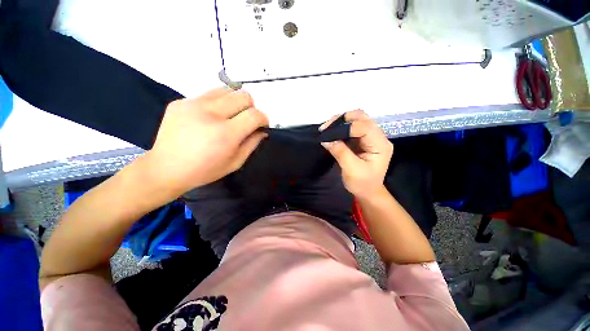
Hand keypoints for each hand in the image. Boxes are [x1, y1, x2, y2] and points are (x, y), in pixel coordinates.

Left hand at [145, 87, 268, 195]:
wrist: (165, 168)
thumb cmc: (205, 170)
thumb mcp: (235, 162)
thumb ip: (252, 144)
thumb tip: (262, 130)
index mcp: (225, 134)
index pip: (255, 115)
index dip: (263, 118)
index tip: (261, 125)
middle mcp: (210, 114)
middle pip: (243, 96)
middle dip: (251, 107)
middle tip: (245, 120)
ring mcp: (192, 104)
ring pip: (226, 89)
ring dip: (234, 102)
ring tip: (229, 116)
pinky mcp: (180, 101)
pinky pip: (208, 94)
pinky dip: (217, 104)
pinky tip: (209, 118)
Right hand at [320, 110, 392, 198]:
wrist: (368, 192)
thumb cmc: (362, 183)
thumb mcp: (351, 170)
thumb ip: (340, 152)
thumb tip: (326, 139)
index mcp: (380, 144)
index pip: (364, 127)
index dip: (345, 127)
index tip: (328, 133)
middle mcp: (378, 137)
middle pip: (362, 118)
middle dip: (343, 119)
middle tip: (326, 127)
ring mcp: (370, 137)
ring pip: (356, 120)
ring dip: (340, 122)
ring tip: (326, 129)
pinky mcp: (362, 140)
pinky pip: (351, 128)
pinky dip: (340, 128)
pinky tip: (332, 133)